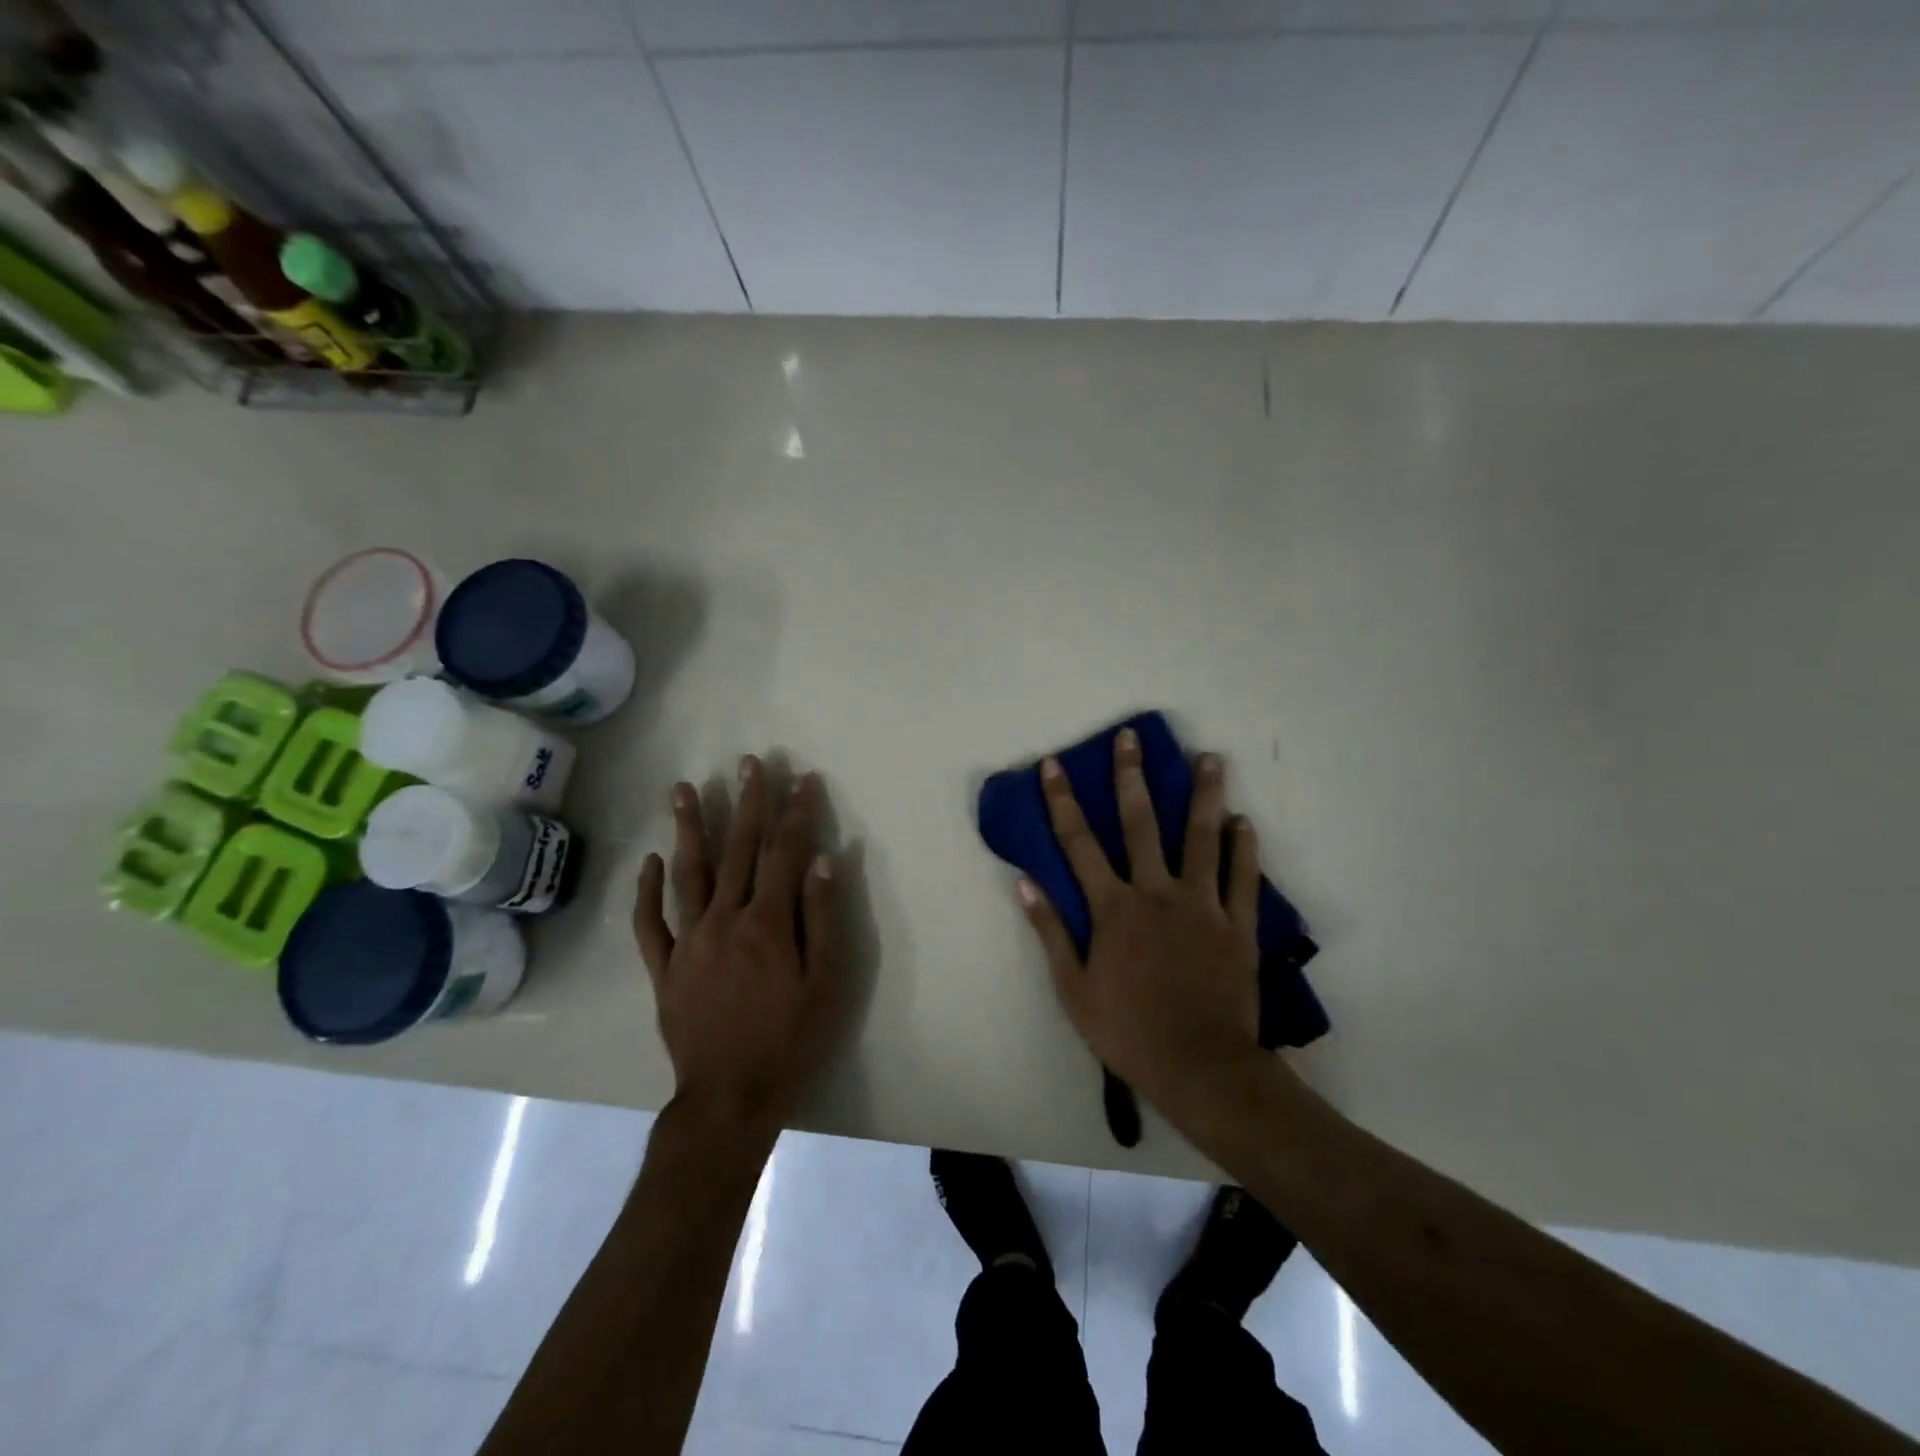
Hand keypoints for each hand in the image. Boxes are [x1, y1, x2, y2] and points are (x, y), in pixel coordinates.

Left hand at [634, 756, 844, 1142]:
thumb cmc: (790, 1039)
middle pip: (738, 851)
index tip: (803, 779)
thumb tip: (822, 860)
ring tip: (684, 788)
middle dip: (747, 803)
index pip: (786, 853)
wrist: (730, 1096)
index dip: (797, 813)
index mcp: (768, 923)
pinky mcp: (664, 967)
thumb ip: (823, 918)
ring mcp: (688, 942)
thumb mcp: (827, 982)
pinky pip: (649, 922)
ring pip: (687, 873)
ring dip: (689, 828)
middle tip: (749, 763)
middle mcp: (725, 920)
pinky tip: (650, 859)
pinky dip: (647, 889)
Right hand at [1020, 729, 1266, 1118]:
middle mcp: (1156, 892)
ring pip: (1202, 838)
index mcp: (1113, 907)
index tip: (1053, 765)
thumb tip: (1025, 883)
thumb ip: (1050, 931)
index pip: (1078, 843)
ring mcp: (1201, 905)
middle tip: (1133, 738)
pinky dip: (1244, 849)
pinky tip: (1244, 821)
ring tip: (1210, 757)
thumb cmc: (1127, 1029)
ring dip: (1204, 795)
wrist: (1198, 1066)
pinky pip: (1243, 879)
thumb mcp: (1073, 987)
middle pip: (1140, 823)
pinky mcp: (1237, 925)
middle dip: (1131, 777)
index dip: (1062, 801)